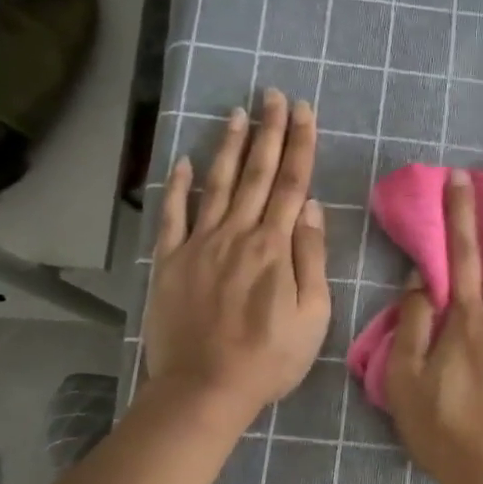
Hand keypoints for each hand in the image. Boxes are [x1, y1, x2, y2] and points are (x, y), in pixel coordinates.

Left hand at [143, 90, 329, 421]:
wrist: (205, 388)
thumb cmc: (269, 359)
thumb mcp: (312, 317)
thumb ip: (312, 259)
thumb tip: (311, 209)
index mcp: (275, 247)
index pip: (292, 184)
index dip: (299, 145)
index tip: (303, 111)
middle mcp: (237, 234)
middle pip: (257, 174)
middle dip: (268, 131)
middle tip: (273, 94)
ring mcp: (200, 245)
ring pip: (217, 184)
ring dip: (229, 147)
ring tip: (237, 113)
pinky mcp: (170, 261)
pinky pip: (173, 215)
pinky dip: (178, 186)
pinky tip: (184, 161)